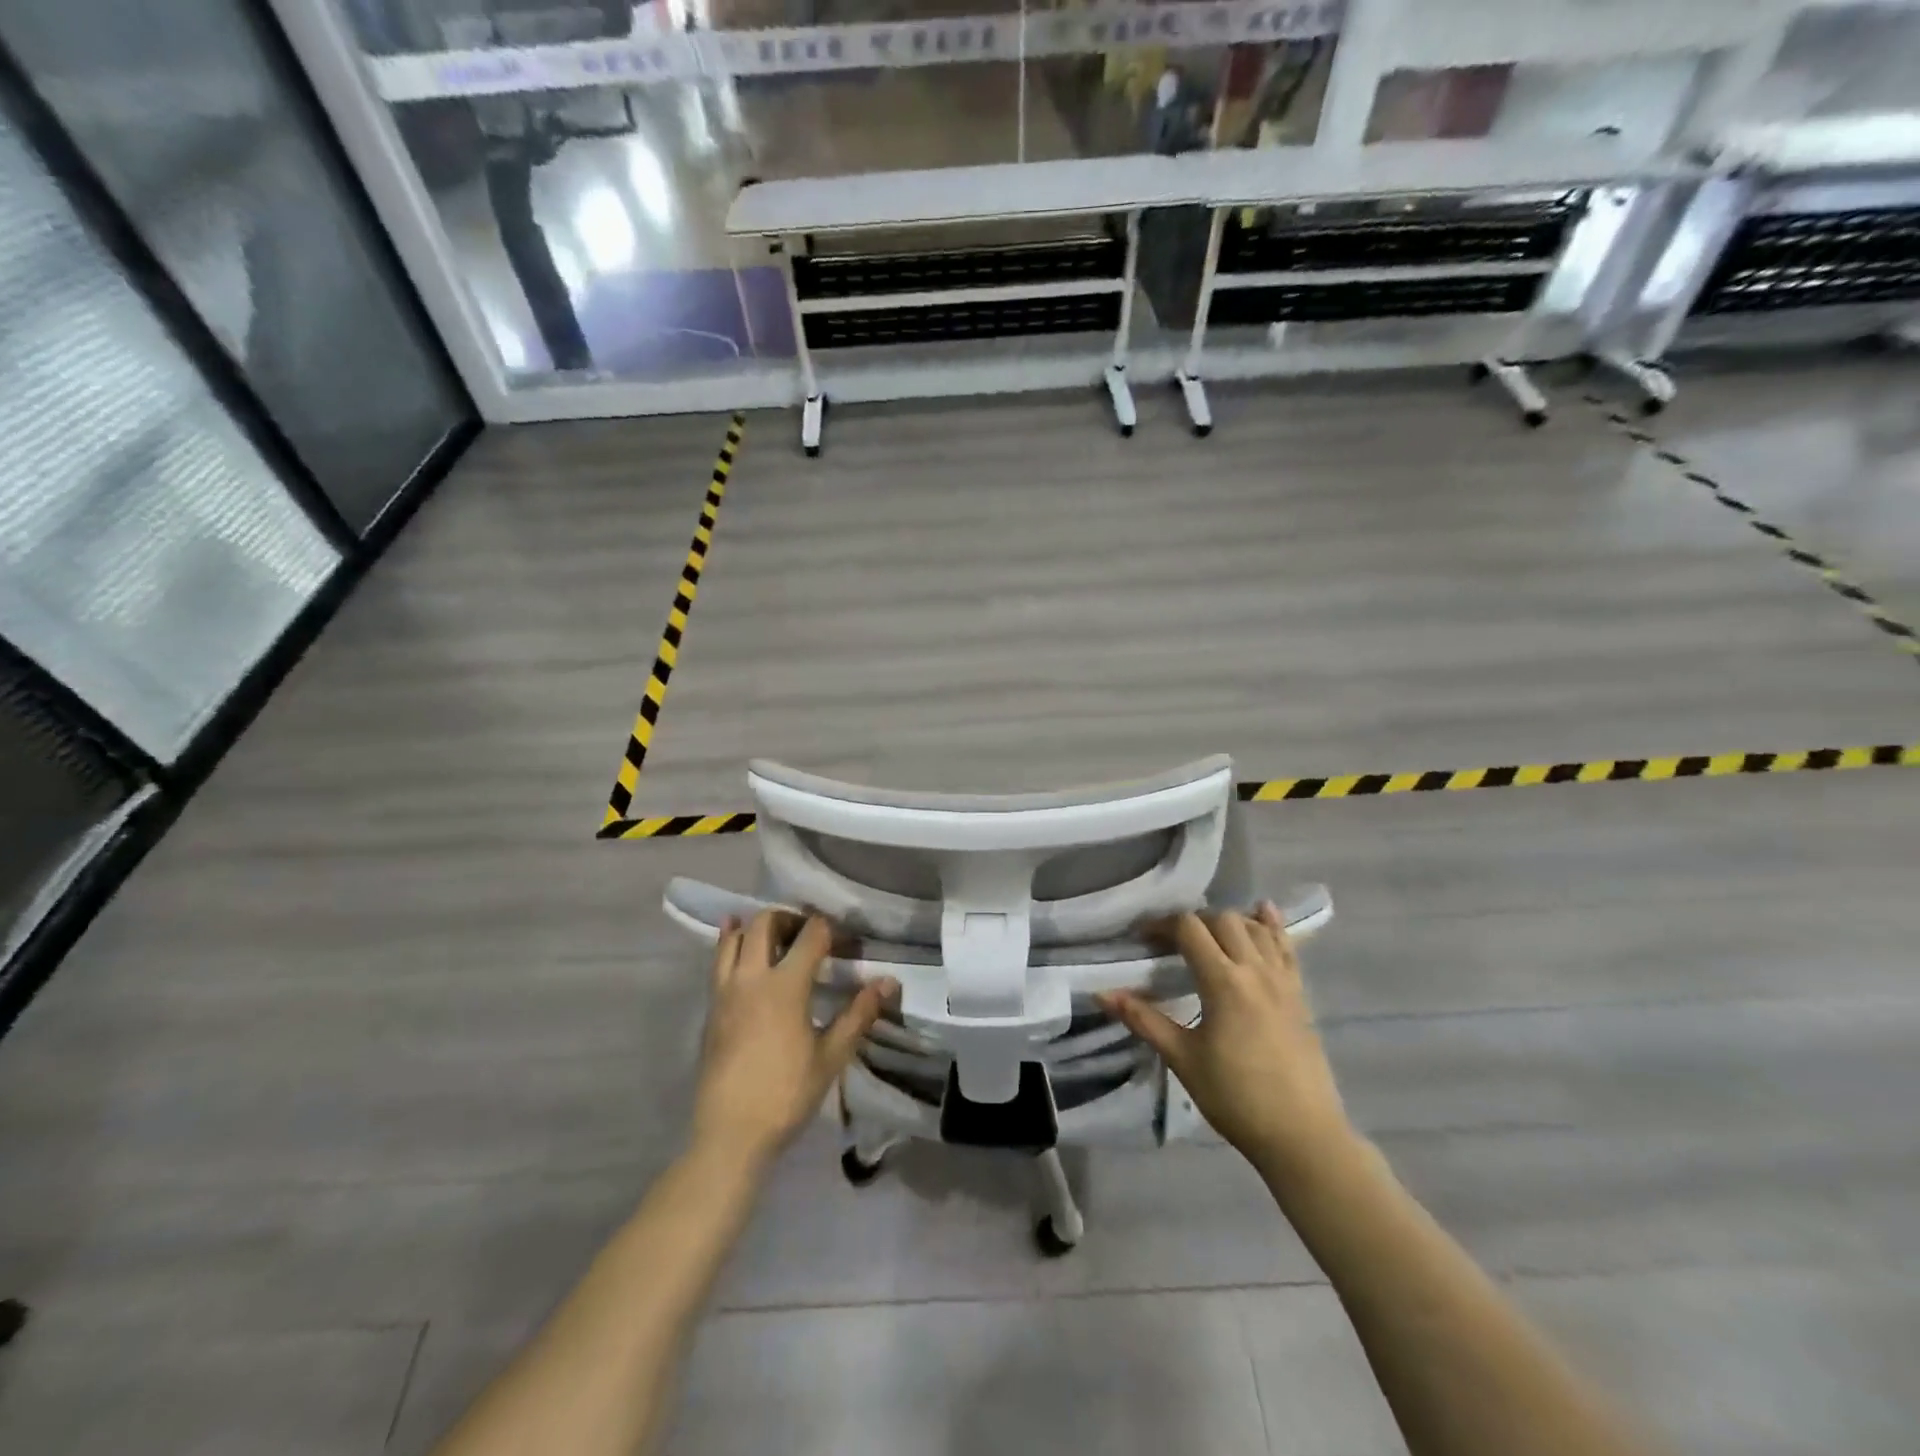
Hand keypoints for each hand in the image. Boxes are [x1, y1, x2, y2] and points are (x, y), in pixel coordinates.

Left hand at [692, 910, 895, 1167]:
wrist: (730, 1134)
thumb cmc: (787, 1094)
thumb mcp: (831, 1056)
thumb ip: (859, 1014)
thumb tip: (888, 982)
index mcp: (785, 985)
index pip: (811, 934)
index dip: (832, 930)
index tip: (846, 944)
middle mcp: (752, 977)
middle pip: (766, 923)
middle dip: (791, 918)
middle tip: (810, 935)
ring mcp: (725, 990)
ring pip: (734, 937)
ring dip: (756, 927)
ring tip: (776, 938)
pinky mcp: (711, 1007)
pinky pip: (718, 961)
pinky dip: (730, 944)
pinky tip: (740, 946)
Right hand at [1099, 905, 1355, 1190]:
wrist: (1302, 1135)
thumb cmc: (1236, 1098)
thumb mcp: (1182, 1058)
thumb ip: (1143, 1020)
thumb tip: (1101, 994)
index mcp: (1224, 982)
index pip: (1190, 929)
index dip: (1162, 925)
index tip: (1143, 939)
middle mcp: (1255, 970)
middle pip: (1223, 920)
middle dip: (1193, 922)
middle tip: (1172, 942)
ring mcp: (1283, 980)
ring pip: (1255, 928)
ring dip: (1228, 921)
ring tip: (1208, 936)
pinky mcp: (1300, 995)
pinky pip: (1287, 947)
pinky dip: (1272, 926)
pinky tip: (1264, 912)